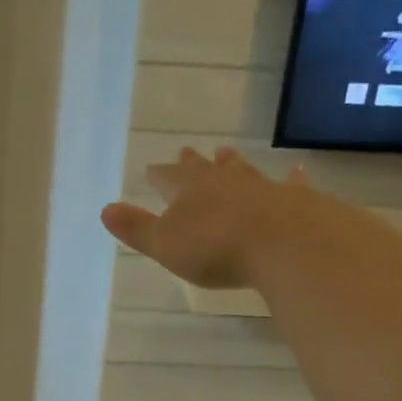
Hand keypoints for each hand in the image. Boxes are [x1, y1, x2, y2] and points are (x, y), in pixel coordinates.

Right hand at [100, 148, 307, 289]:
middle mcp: (223, 182)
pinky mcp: (294, 200)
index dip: (158, 175)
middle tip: (187, 152)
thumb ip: (137, 228)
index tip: (151, 169)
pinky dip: (290, 180)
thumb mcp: (165, 244)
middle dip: (193, 163)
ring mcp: (261, 187)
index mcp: (188, 190)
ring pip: (242, 171)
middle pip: (204, 169)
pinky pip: (289, 185)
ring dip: (233, 163)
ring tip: (228, 153)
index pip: (167, 178)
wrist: (285, 244)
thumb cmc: (215, 248)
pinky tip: (296, 172)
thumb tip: (106, 209)